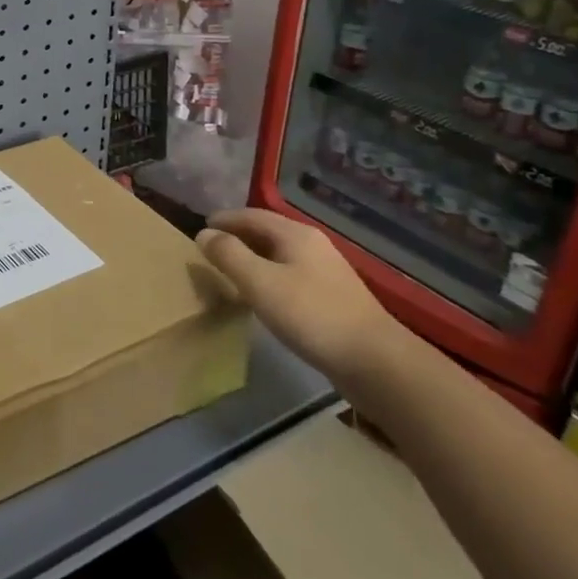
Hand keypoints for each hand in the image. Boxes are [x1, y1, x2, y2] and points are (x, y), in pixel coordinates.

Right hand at [198, 208, 405, 390]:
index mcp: (296, 234)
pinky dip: (270, 275)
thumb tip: (204, 234)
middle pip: (268, 232)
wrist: (377, 363)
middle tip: (212, 250)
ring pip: (280, 254)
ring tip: (232, 271)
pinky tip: (264, 296)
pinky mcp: (334, 298)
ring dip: (254, 257)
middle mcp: (313, 245)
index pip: (252, 215)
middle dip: (238, 236)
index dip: (224, 220)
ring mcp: (327, 272)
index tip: (200, 230)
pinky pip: (291, 274)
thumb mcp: (259, 282)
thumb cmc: (311, 315)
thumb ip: (229, 255)